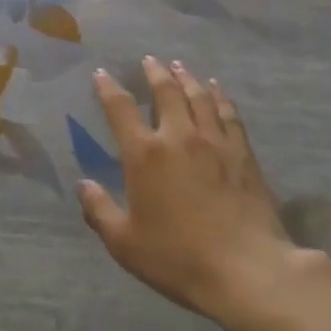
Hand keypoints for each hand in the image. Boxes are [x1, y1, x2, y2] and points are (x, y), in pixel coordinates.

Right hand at [79, 58, 330, 321]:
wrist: (246, 270)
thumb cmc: (178, 258)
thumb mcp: (124, 243)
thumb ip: (99, 211)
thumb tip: (83, 185)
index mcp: (144, 154)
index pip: (120, 109)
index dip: (108, 88)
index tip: (102, 74)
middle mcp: (178, 136)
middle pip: (166, 92)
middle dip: (154, 72)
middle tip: (150, 60)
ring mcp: (214, 141)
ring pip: (199, 96)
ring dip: (186, 77)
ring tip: (179, 66)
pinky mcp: (242, 153)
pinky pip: (228, 113)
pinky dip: (219, 96)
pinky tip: (216, 90)